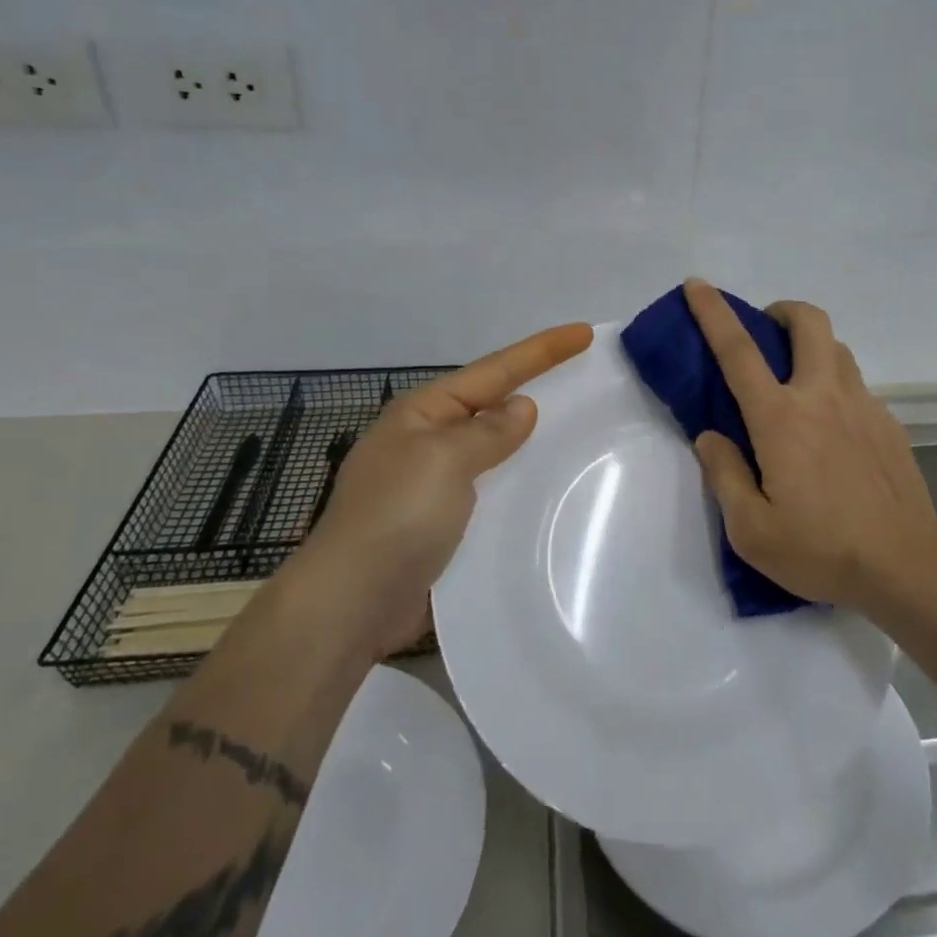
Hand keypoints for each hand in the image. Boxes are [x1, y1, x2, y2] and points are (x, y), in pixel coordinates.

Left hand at [288, 322, 593, 652]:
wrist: (352, 603)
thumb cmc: (397, 517)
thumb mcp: (445, 460)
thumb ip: (488, 432)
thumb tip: (522, 408)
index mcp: (422, 414)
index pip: (493, 371)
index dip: (541, 351)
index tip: (584, 333)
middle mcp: (425, 441)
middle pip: (491, 403)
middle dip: (534, 387)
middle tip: (583, 378)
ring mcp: (430, 484)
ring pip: (492, 448)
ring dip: (527, 439)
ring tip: (574, 430)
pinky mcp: (439, 523)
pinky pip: (489, 488)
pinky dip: (515, 482)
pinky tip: (542, 488)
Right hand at [683, 280, 936, 609]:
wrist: (906, 566)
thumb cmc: (821, 550)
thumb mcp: (751, 531)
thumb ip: (724, 475)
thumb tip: (711, 437)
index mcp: (781, 419)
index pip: (739, 351)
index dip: (713, 313)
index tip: (697, 285)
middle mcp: (823, 397)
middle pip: (809, 322)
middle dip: (782, 311)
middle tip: (765, 334)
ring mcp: (863, 406)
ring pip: (837, 348)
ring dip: (811, 346)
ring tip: (796, 382)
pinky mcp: (889, 423)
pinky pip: (856, 386)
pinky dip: (835, 386)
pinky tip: (833, 430)